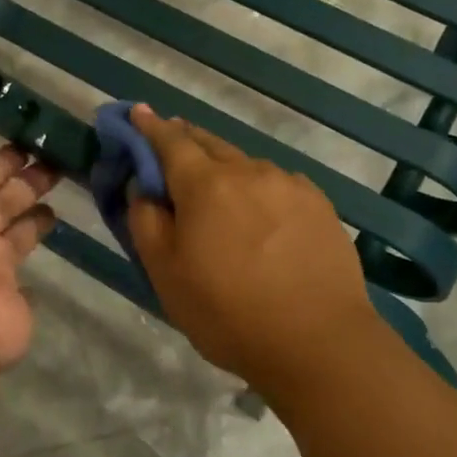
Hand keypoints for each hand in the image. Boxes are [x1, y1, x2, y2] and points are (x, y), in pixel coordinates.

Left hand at [0, 108, 59, 369]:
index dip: (3, 155)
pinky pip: (26, 269)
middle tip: (62, 156)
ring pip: (18, 228)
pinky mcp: (13, 294)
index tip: (33, 136)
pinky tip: (57, 239)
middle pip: (2, 197)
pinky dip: (35, 254)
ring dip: (36, 208)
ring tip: (69, 185)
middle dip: (27, 177)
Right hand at [126, 106, 380, 390]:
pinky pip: (276, 184)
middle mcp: (248, 171)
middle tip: (169, 148)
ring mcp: (289, 185)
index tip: (136, 112)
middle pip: (208, 143)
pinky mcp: (319, 205)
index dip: (148, 126)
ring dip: (223, 169)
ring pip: (245, 164)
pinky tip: (260, 216)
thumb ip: (146, 221)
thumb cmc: (228, 312)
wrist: (320, 344)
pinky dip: (257, 188)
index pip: (169, 141)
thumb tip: (144, 187)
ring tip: (217, 197)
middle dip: (184, 140)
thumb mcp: (165, 274)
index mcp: (205, 184)